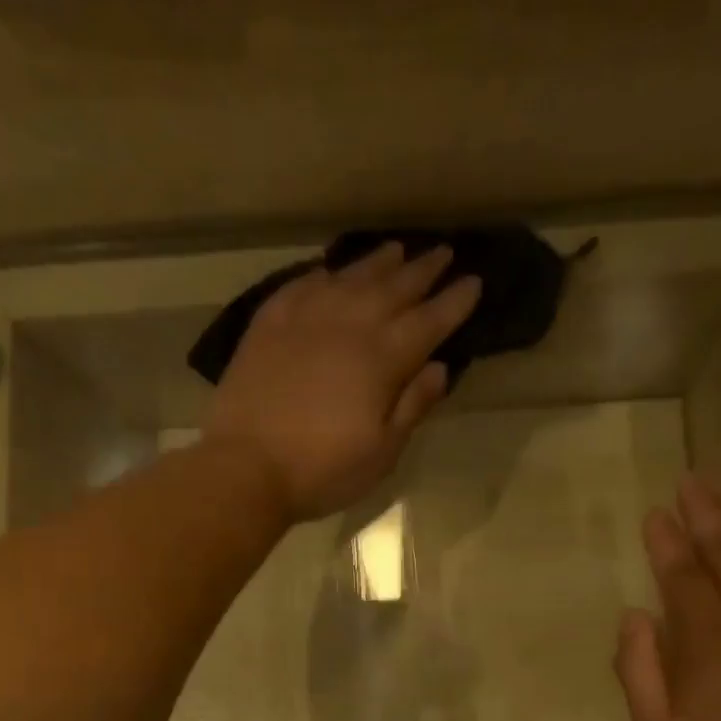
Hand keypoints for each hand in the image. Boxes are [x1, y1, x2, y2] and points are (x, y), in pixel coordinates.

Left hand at [205, 242, 482, 520]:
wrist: (246, 467)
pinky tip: (330, 272)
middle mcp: (349, 324)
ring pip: (350, 277)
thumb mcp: (381, 453)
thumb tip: (439, 368)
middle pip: (394, 287)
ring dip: (378, 262)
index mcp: (383, 358)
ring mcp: (306, 318)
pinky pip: (302, 285)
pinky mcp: (269, 323)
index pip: (430, 320)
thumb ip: (412, 406)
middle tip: (443, 253)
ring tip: (396, 250)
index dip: (455, 301)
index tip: (474, 282)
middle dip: (424, 270)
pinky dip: (323, 275)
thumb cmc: (322, 470)